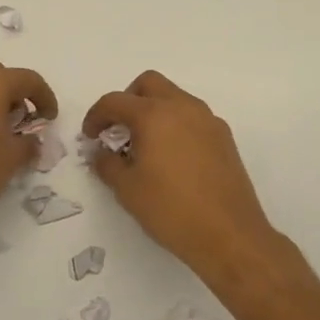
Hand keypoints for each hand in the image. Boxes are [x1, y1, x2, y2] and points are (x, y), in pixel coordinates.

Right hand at [83, 71, 278, 280]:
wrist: (230, 236)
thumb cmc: (171, 210)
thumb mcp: (127, 189)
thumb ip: (107, 164)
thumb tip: (101, 153)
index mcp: (154, 115)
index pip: (115, 101)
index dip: (96, 116)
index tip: (89, 136)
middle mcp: (183, 107)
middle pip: (148, 84)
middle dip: (128, 101)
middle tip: (118, 129)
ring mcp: (208, 120)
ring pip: (174, 97)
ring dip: (154, 110)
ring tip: (144, 145)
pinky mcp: (224, 137)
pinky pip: (193, 117)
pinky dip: (175, 124)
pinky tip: (171, 157)